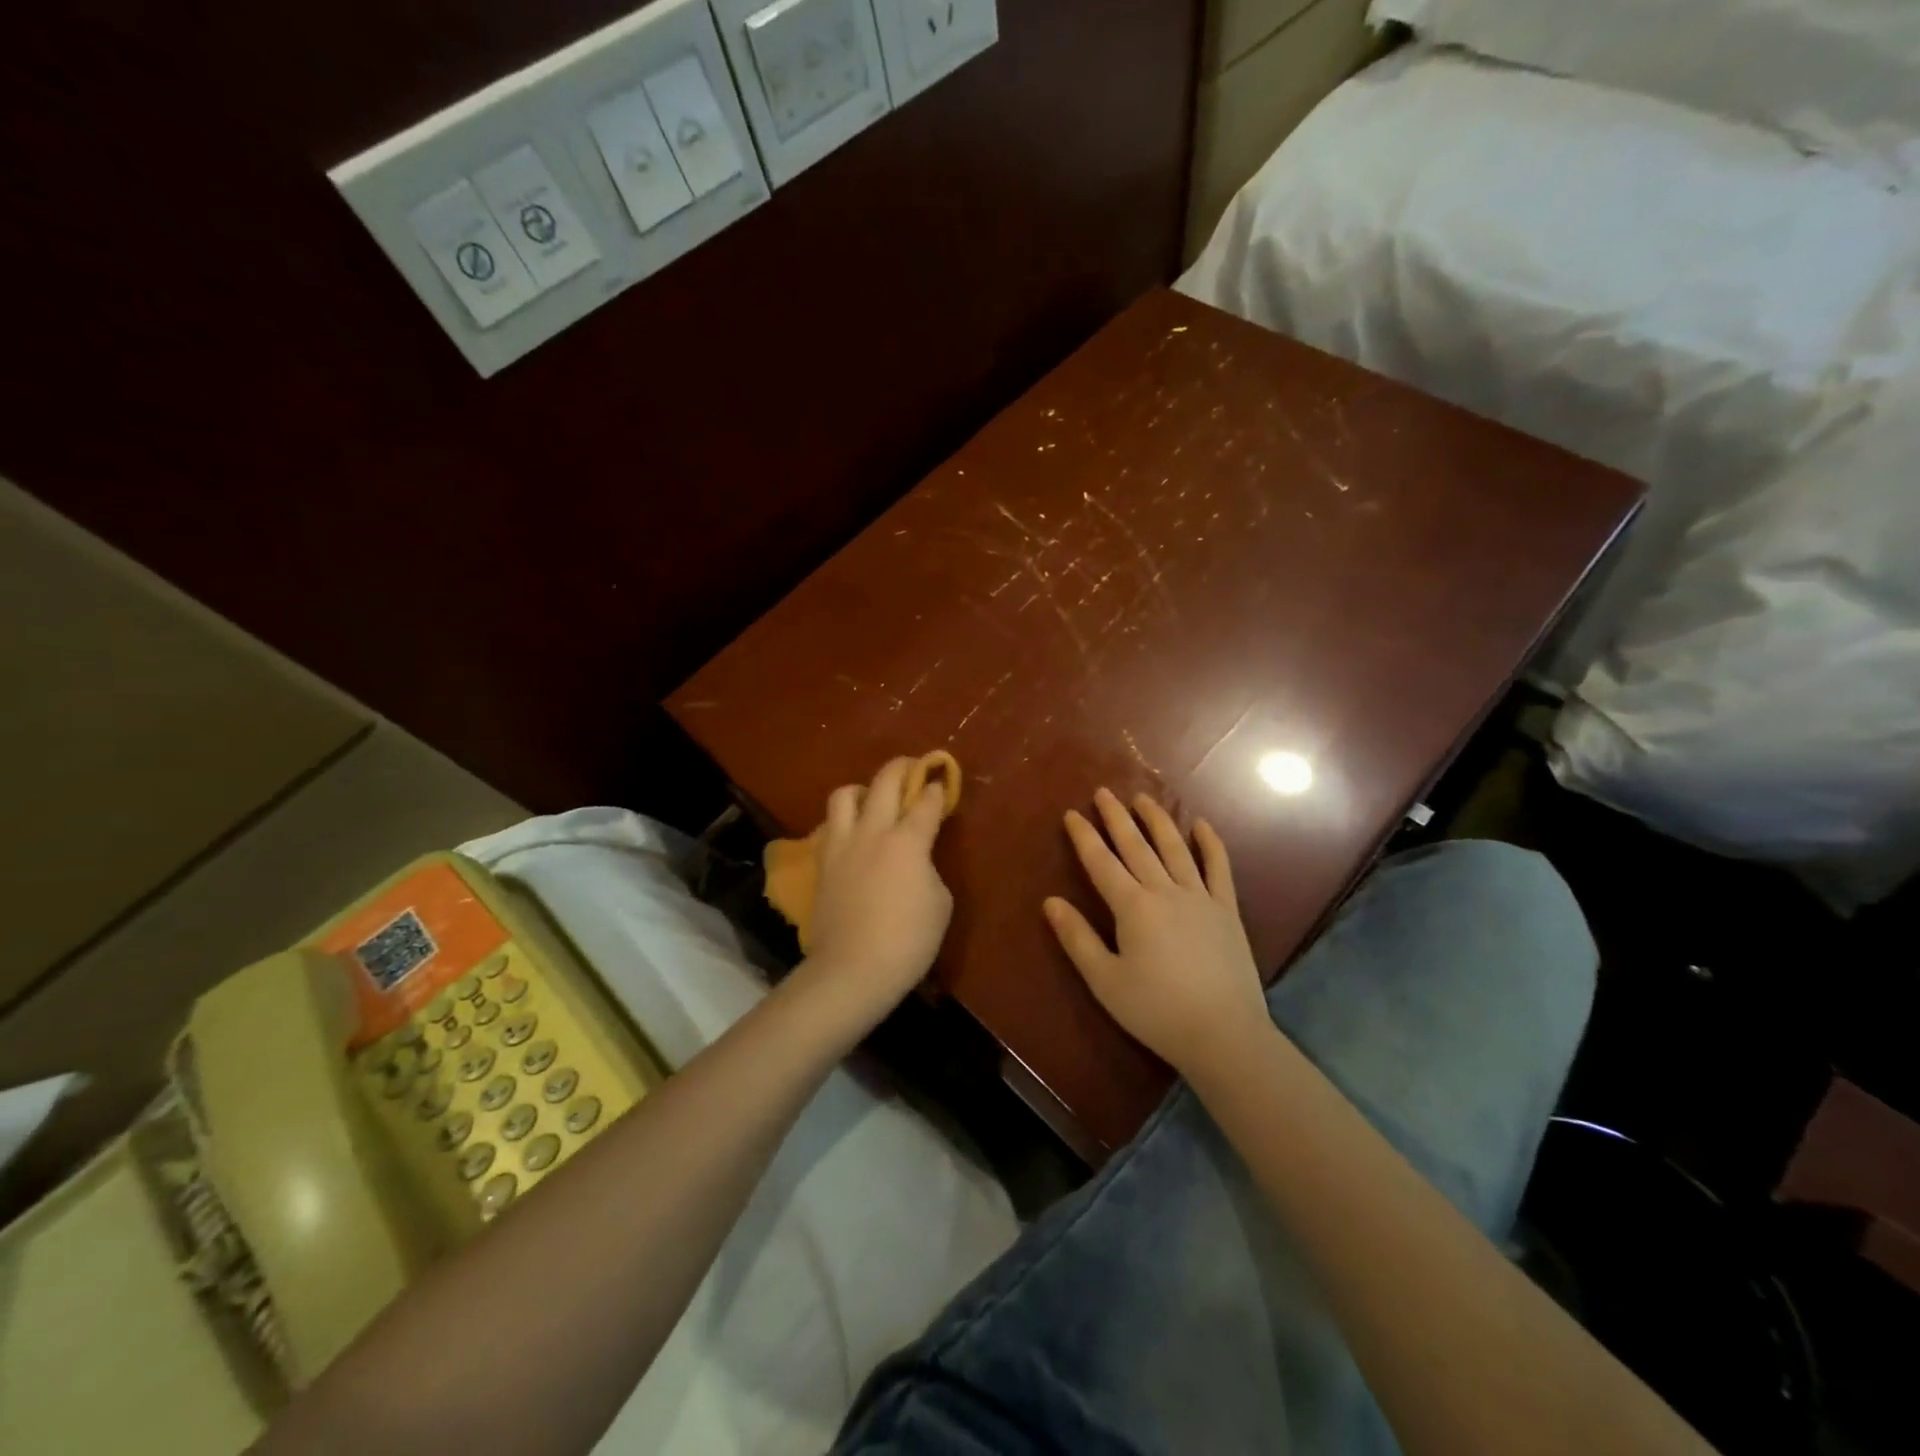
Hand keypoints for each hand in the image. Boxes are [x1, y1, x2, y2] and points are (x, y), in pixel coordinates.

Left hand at [805, 756, 954, 1018]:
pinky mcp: (822, 863)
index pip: (925, 800)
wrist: (852, 969)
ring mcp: (842, 845)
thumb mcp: (940, 903)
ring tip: (872, 801)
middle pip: (885, 781)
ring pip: (845, 795)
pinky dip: (844, 822)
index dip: (936, 788)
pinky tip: (853, 835)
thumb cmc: (908, 940)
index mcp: (908, 840)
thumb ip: (929, 869)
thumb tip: (916, 861)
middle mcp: (873, 831)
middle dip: (902, 768)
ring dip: (863, 790)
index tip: (940, 783)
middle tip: (912, 769)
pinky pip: (830, 826)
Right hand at [1045, 788, 1268, 1076]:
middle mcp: (1165, 891)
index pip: (1102, 863)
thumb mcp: (1105, 981)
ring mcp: (1200, 897)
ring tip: (1143, 798)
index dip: (1085, 837)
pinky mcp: (1227, 910)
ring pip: (1175, 848)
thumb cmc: (1156, 1010)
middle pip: (1136, 846)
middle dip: (1117, 817)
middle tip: (1103, 792)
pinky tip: (1201, 825)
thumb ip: (1077, 938)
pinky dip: (1211, 844)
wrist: (1223, 1034)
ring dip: (1158, 820)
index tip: (1071, 813)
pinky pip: (1219, 868)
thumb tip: (1051, 901)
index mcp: (1133, 907)